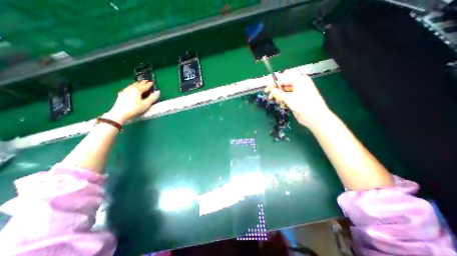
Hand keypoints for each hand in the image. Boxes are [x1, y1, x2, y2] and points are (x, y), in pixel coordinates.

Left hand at [105, 80, 159, 123]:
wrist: (120, 114)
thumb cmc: (135, 109)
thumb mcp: (146, 104)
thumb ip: (152, 98)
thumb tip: (158, 91)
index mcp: (137, 90)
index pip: (145, 86)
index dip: (149, 84)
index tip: (152, 82)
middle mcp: (131, 89)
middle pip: (138, 84)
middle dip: (142, 83)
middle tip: (146, 81)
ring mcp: (125, 91)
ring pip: (132, 86)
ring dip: (136, 84)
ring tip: (139, 83)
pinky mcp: (121, 95)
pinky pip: (127, 88)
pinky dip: (131, 87)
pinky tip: (129, 88)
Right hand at [265, 70, 332, 128]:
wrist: (315, 117)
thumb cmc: (303, 105)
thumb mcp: (289, 98)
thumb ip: (278, 93)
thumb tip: (271, 91)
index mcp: (299, 80)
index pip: (283, 79)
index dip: (273, 84)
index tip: (266, 91)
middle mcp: (299, 84)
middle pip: (283, 84)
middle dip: (276, 91)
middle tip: (270, 97)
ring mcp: (299, 91)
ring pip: (285, 91)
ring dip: (279, 96)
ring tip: (278, 102)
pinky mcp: (298, 98)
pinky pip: (288, 96)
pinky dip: (284, 100)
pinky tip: (283, 105)